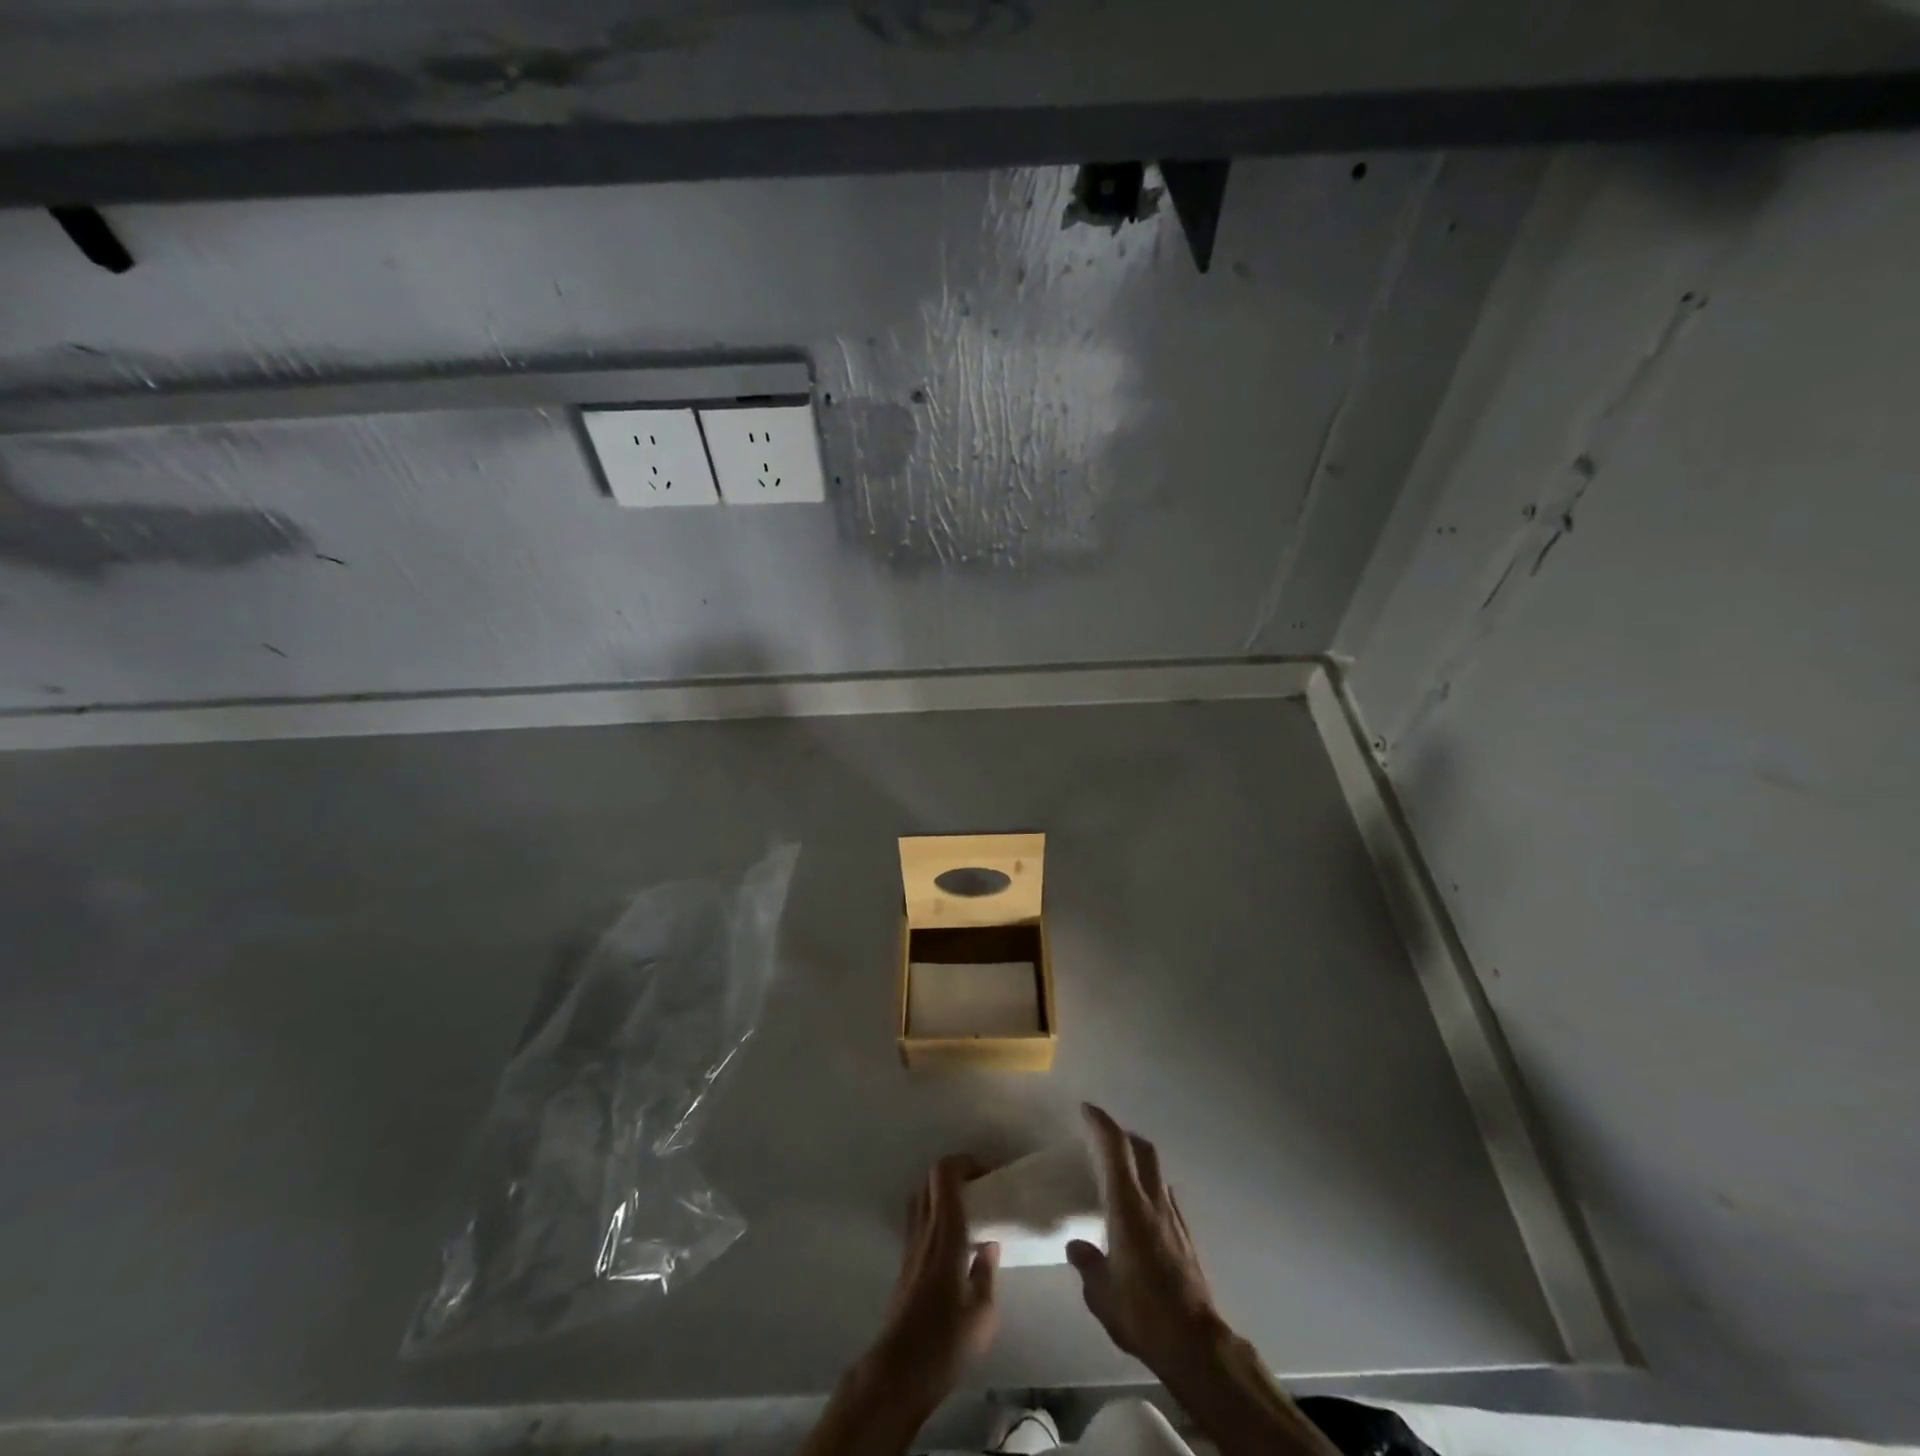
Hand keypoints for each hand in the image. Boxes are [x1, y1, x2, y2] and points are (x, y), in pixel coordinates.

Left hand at [870, 1154, 1000, 1405]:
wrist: (898, 1373)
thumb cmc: (945, 1343)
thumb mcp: (983, 1314)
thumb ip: (987, 1272)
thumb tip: (989, 1244)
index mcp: (945, 1234)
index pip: (945, 1174)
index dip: (965, 1162)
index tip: (988, 1173)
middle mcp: (924, 1230)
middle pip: (931, 1178)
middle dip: (957, 1173)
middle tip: (982, 1188)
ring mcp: (911, 1245)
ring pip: (922, 1196)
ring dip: (944, 1192)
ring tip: (970, 1211)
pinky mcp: (905, 1262)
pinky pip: (919, 1219)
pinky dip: (936, 1213)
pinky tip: (955, 1241)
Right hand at [1068, 1104, 1221, 1374]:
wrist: (1195, 1343)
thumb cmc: (1142, 1312)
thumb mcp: (1102, 1293)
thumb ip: (1088, 1264)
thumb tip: (1077, 1246)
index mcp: (1128, 1206)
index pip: (1115, 1149)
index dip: (1101, 1123)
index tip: (1087, 1110)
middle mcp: (1154, 1202)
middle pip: (1143, 1150)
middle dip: (1123, 1135)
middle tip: (1103, 1137)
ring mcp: (1174, 1219)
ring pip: (1157, 1172)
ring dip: (1139, 1161)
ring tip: (1120, 1175)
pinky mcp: (1187, 1238)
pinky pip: (1166, 1198)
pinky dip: (1151, 1189)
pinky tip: (1141, 1212)